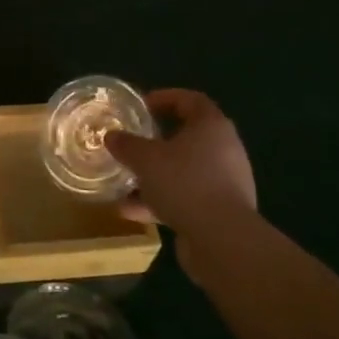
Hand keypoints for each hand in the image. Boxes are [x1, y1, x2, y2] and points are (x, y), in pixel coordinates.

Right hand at [107, 89, 257, 276]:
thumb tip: (112, 136)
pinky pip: (186, 198)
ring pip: (184, 171)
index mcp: (212, 126)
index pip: (191, 100)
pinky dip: (161, 201)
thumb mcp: (145, 158)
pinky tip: (132, 212)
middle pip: (187, 137)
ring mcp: (226, 183)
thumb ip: (126, 144)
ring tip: (125, 182)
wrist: (222, 240)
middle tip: (132, 143)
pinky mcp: (221, 212)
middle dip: (156, 141)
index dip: (165, 98)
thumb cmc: (185, 183)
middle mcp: (224, 150)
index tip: (141, 106)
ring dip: (155, 176)